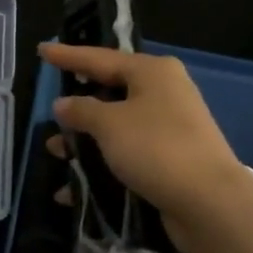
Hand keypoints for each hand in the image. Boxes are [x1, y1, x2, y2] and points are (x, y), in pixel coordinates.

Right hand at [41, 43, 247, 251]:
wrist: (209, 203)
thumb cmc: (156, 148)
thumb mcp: (109, 124)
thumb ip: (81, 110)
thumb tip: (63, 104)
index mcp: (152, 72)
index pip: (100, 58)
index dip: (69, 56)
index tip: (42, 49)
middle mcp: (164, 93)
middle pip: (110, 92)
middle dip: (77, 107)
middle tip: (51, 110)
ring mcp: (169, 127)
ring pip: (116, 127)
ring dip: (85, 141)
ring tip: (56, 153)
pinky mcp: (170, 159)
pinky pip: (126, 154)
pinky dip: (101, 165)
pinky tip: (73, 189)